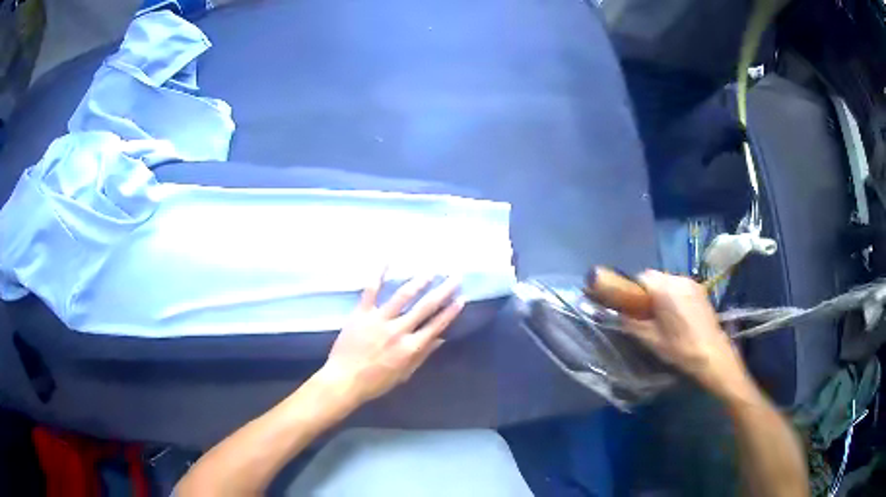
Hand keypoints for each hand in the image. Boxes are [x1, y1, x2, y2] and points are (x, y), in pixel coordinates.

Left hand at [319, 273, 463, 405]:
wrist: (344, 380)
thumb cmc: (375, 382)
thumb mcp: (404, 375)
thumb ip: (422, 356)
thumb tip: (441, 340)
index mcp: (411, 347)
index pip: (436, 325)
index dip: (450, 312)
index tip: (461, 298)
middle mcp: (398, 330)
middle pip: (425, 307)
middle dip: (443, 291)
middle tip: (455, 276)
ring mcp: (379, 319)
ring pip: (403, 295)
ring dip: (419, 281)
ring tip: (431, 270)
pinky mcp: (361, 313)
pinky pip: (371, 290)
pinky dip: (379, 274)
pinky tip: (388, 260)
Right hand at [627, 270, 748, 395]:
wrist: (711, 354)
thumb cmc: (679, 347)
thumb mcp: (650, 339)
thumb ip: (632, 323)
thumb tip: (620, 314)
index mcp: (664, 288)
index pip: (641, 277)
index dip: (633, 290)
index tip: (631, 307)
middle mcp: (678, 279)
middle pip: (655, 277)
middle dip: (648, 292)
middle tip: (646, 314)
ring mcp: (692, 283)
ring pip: (668, 281)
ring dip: (662, 294)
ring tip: (663, 316)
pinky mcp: (701, 290)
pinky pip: (680, 287)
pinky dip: (674, 296)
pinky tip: (677, 316)